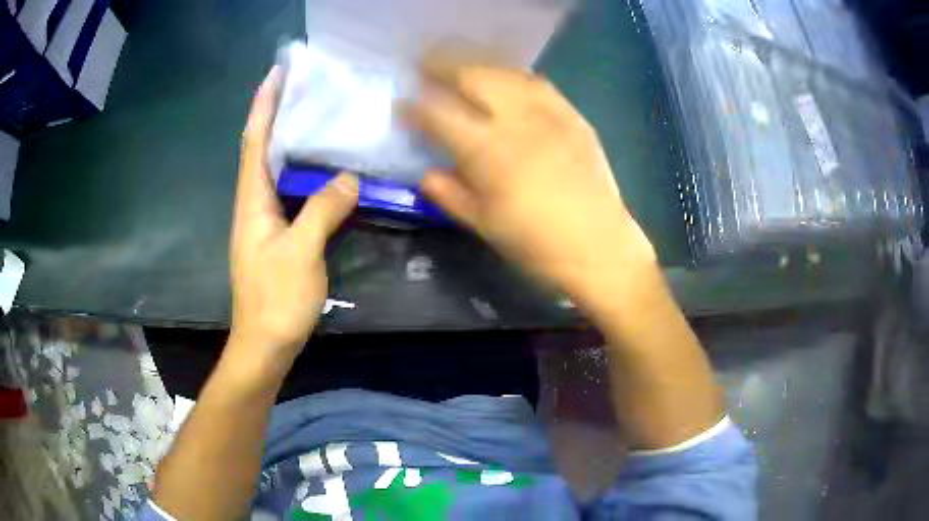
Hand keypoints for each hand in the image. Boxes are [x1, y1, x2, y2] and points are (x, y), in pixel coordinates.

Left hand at [229, 68, 358, 366]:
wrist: (265, 343)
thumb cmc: (276, 299)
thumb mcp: (301, 252)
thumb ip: (323, 211)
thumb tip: (348, 178)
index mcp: (252, 201)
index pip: (255, 142)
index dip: (264, 106)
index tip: (276, 74)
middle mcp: (253, 204)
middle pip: (262, 149)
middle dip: (276, 114)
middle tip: (303, 86)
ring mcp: (264, 221)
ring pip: (276, 170)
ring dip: (289, 141)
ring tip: (315, 115)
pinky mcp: (277, 236)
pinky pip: (290, 192)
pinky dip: (303, 172)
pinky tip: (322, 168)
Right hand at [408, 65, 654, 295]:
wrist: (600, 247)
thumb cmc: (537, 245)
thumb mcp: (484, 225)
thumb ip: (450, 193)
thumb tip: (426, 174)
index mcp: (488, 151)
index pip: (439, 114)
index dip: (414, 107)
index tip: (401, 105)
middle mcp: (517, 120)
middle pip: (473, 76)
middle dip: (442, 66)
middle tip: (425, 66)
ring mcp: (550, 113)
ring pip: (506, 72)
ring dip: (477, 64)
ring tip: (461, 65)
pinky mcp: (573, 116)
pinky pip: (538, 83)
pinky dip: (513, 76)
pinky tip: (506, 80)